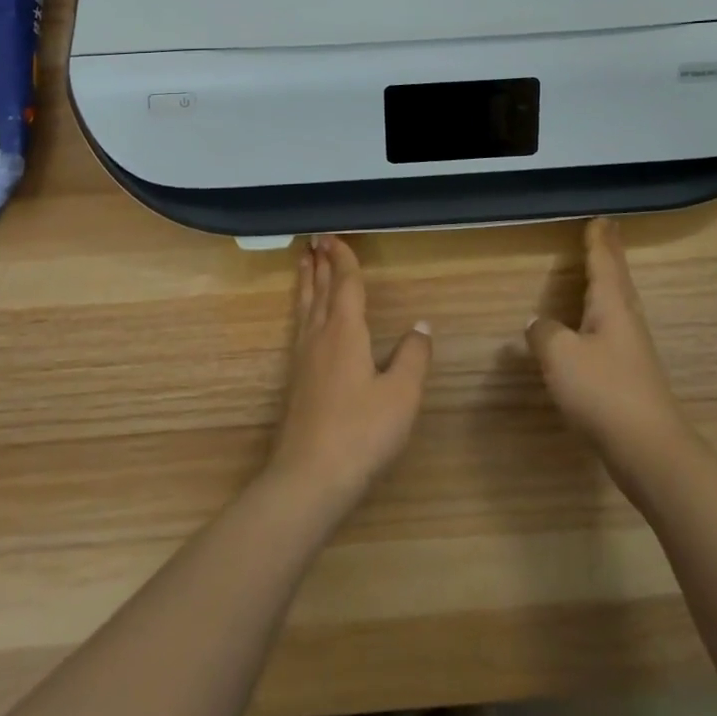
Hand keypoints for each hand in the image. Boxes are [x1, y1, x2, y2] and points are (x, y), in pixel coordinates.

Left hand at [265, 236, 431, 518]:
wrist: (308, 479)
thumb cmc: (361, 433)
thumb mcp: (401, 395)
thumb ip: (413, 357)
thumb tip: (421, 325)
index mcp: (346, 332)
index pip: (346, 285)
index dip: (343, 259)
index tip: (334, 236)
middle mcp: (320, 337)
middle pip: (321, 291)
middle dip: (321, 264)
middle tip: (315, 240)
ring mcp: (304, 359)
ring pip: (306, 308)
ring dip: (308, 282)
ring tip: (305, 263)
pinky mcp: (296, 381)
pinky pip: (300, 326)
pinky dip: (304, 308)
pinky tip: (306, 319)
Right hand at [526, 218, 690, 469]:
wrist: (649, 450)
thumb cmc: (603, 392)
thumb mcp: (560, 356)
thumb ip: (544, 333)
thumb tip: (538, 324)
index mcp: (611, 307)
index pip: (604, 263)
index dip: (598, 240)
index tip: (601, 218)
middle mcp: (626, 322)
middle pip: (617, 280)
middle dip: (609, 255)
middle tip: (606, 232)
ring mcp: (632, 350)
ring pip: (617, 305)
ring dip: (608, 283)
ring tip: (600, 271)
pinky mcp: (630, 377)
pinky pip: (613, 330)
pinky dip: (602, 315)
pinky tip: (592, 331)